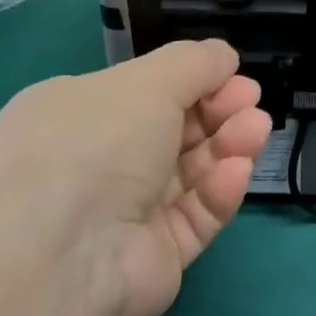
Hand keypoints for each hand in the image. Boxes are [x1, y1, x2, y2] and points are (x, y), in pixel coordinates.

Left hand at [0, 41, 270, 315]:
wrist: (60, 260)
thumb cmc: (94, 147)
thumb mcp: (144, 83)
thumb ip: (193, 63)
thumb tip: (223, 56)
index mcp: (75, 114)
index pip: (144, 91)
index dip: (193, 80)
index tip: (232, 74)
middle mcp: (96, 161)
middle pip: (174, 130)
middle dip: (218, 111)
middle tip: (250, 102)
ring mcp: (124, 212)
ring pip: (190, 172)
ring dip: (227, 145)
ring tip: (255, 130)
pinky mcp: (153, 254)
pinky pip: (194, 214)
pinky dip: (217, 190)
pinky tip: (236, 171)